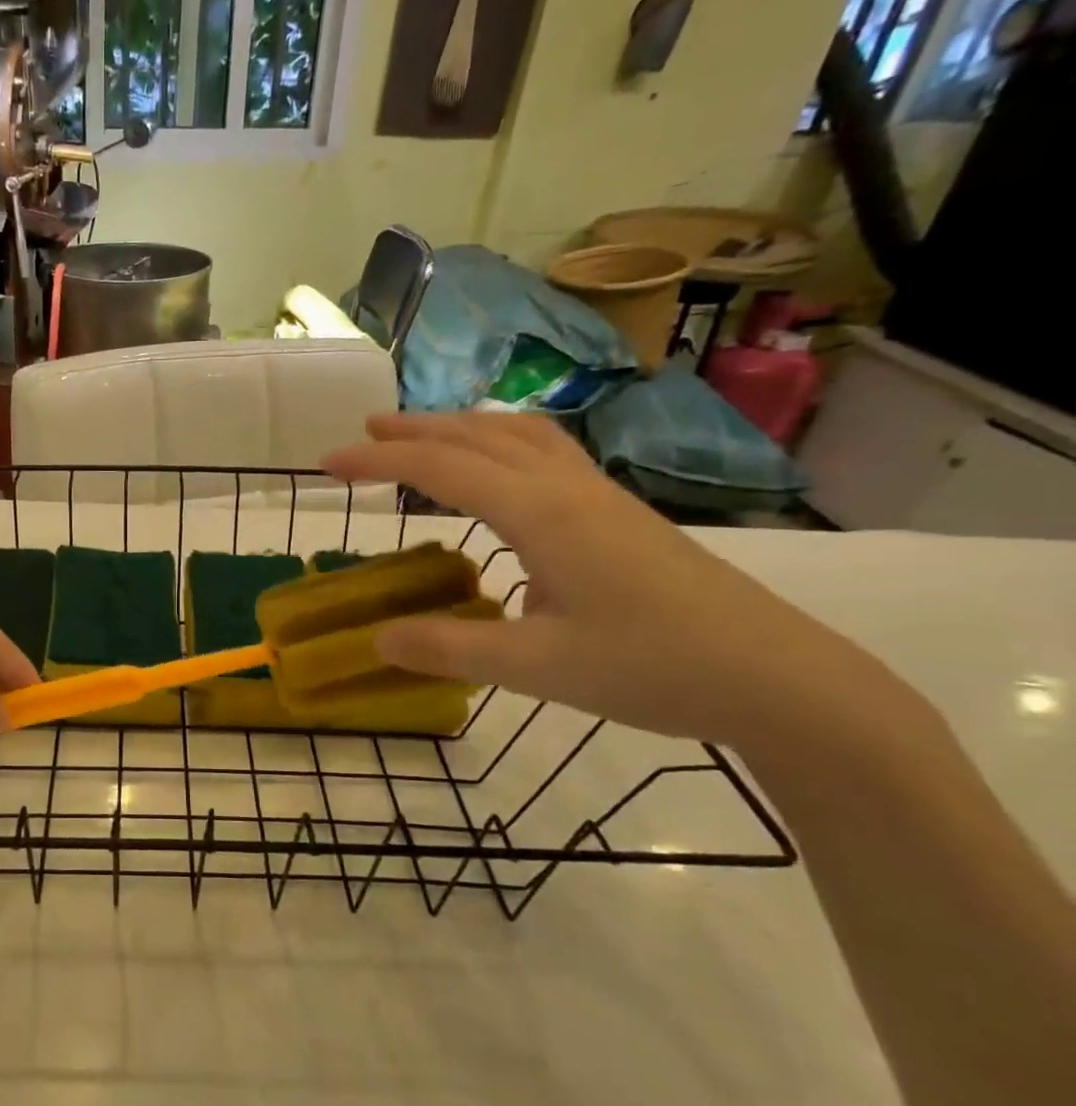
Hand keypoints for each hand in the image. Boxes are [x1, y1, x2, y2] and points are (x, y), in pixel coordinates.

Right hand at [321, 413, 916, 751]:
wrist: (778, 678)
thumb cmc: (653, 668)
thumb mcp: (537, 669)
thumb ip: (449, 650)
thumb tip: (377, 639)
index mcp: (540, 513)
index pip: (440, 468)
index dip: (378, 461)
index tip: (327, 464)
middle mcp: (566, 488)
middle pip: (477, 436)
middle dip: (414, 430)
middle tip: (363, 433)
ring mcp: (598, 496)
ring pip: (517, 435)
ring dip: (460, 427)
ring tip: (420, 435)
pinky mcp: (618, 513)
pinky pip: (544, 452)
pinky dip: (499, 442)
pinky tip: (498, 468)